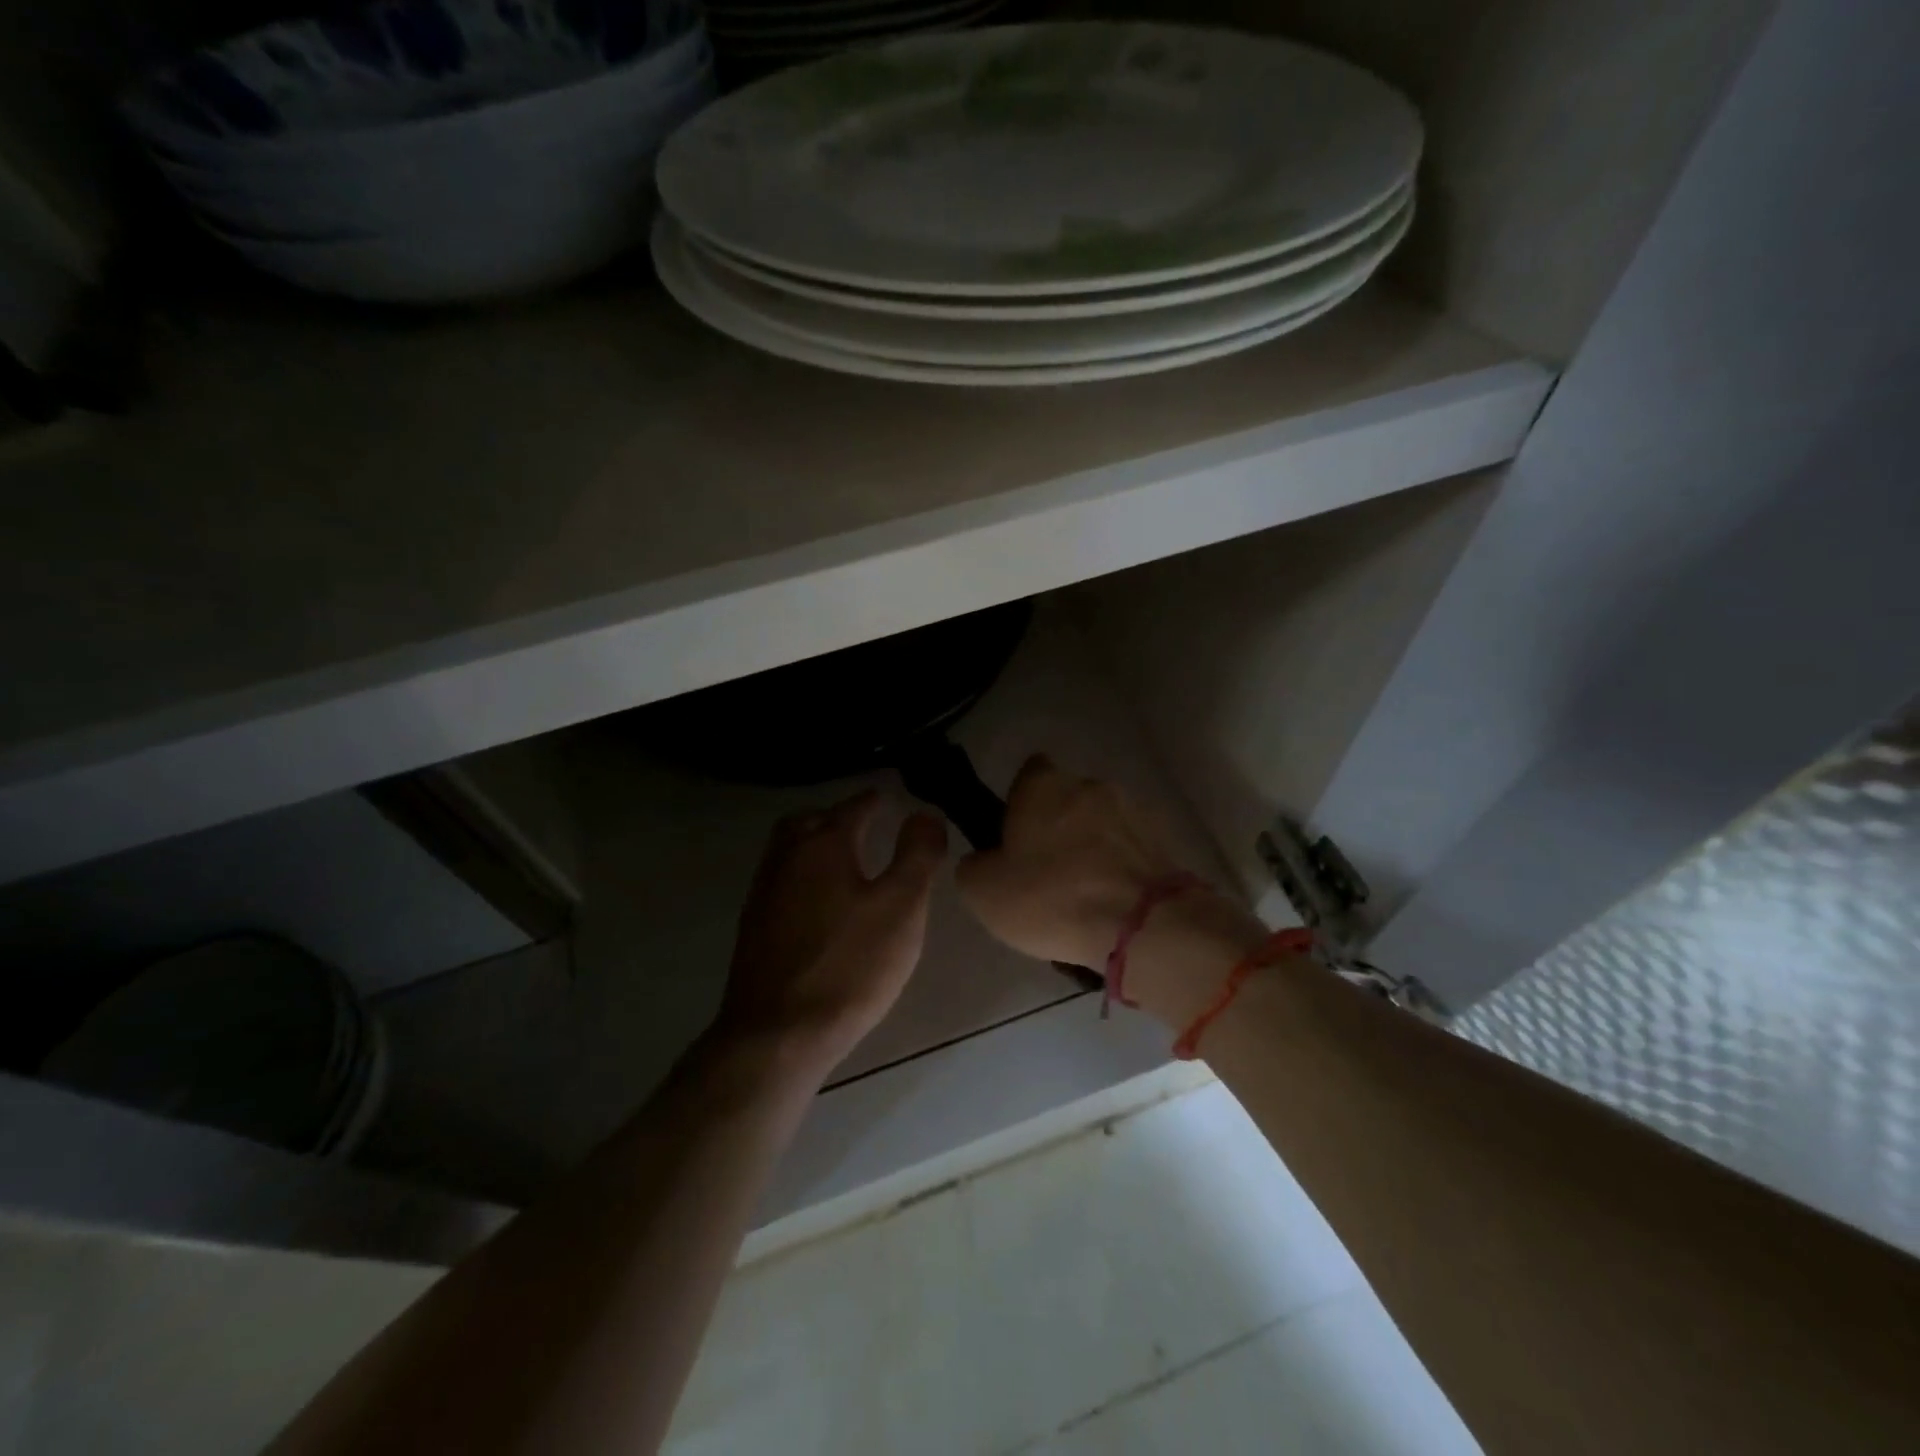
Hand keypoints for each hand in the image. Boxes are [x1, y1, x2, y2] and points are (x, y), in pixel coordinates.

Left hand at [718, 789, 947, 1073]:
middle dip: (836, 816)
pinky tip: (818, 904)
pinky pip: (779, 881)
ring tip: (843, 861)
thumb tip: (925, 813)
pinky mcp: (752, 929)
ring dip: (813, 844)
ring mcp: (763, 894)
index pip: (853, 808)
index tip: (889, 799)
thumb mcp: (902, 906)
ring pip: (787, 850)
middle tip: (862, 825)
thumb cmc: (850, 965)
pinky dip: (801, 875)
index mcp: (823, 845)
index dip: (874, 801)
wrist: (778, 1034)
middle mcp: (786, 858)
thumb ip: (918, 854)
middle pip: (808, 822)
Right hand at [954, 754, 1184, 968]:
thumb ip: (974, 865)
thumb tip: (983, 860)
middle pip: (1066, 799)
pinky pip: (1129, 848)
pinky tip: (1113, 903)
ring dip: (1092, 846)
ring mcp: (1131, 809)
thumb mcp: (983, 892)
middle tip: (1046, 872)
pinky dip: (1120, 867)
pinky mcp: (1163, 840)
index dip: (1019, 801)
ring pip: (1101, 823)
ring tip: (1085, 895)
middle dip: (1058, 826)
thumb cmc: (1052, 897)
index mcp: (1043, 785)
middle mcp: (1089, 784)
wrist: (1143, 924)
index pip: (1028, 773)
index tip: (1015, 835)